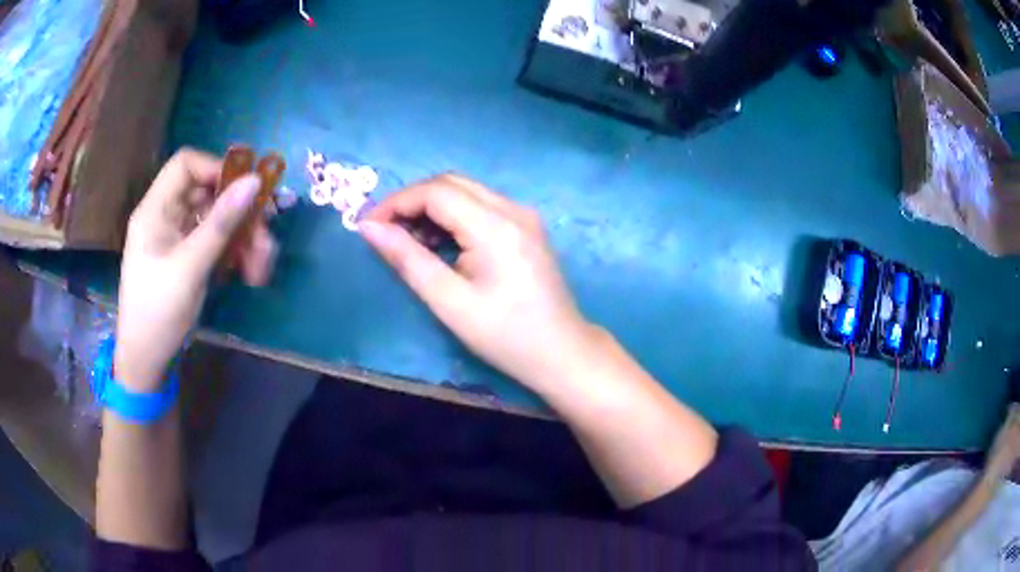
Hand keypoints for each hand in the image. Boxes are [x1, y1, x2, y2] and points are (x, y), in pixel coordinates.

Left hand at [114, 149, 276, 390]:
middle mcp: (166, 217)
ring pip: (216, 221)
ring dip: (243, 238)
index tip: (245, 191)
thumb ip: (221, 223)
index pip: (186, 165)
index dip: (216, 169)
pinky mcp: (187, 260)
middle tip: (266, 236)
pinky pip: (215, 244)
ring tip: (262, 266)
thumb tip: (254, 181)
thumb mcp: (190, 267)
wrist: (146, 363)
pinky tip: (250, 274)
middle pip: (208, 194)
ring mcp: (178, 240)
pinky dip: (234, 255)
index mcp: (155, 210)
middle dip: (239, 213)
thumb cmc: (158, 313)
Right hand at [360, 173, 594, 387]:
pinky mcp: (526, 226)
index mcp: (495, 226)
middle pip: (451, 183)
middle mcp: (513, 208)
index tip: (368, 225)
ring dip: (431, 207)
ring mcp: (524, 215)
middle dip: (411, 201)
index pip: (435, 191)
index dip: (396, 202)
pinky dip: (453, 215)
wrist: (561, 352)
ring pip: (465, 191)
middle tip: (385, 232)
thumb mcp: (448, 301)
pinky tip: (440, 243)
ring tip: (409, 242)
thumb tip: (368, 228)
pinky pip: (481, 205)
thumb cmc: (504, 335)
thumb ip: (407, 259)